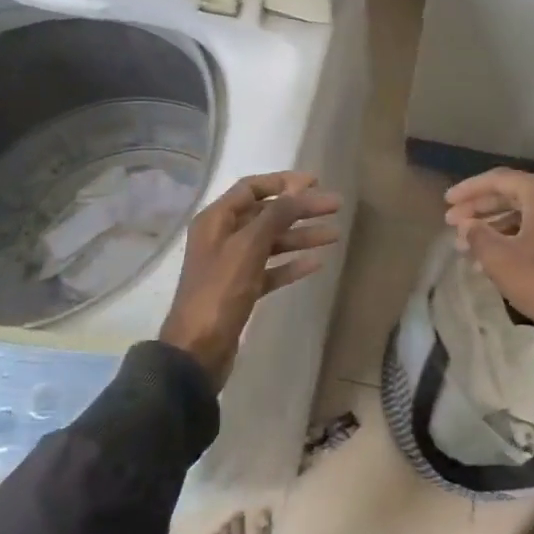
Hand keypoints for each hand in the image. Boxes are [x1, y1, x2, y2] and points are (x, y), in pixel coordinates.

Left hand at [161, 172, 341, 388]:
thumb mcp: (248, 247)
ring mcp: (232, 265)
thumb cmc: (220, 291)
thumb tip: (299, 190)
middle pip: (267, 214)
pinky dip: (291, 264)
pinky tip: (316, 264)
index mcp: (216, 220)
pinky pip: (271, 269)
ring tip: (334, 235)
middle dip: (301, 209)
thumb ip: (275, 215)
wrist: (197, 351)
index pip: (252, 188)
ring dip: (301, 236)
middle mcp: (223, 237)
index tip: (315, 183)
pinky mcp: (242, 290)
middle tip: (335, 207)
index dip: (284, 182)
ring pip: (272, 242)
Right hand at [443, 169, 533, 429]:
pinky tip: (487, 258)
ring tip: (463, 244)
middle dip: (478, 208)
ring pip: (520, 213)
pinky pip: (532, 228)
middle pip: (509, 194)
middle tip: (450, 221)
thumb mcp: (498, 257)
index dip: (468, 190)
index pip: (498, 180)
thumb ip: (476, 234)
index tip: (446, 201)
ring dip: (491, 226)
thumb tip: (466, 225)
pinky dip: (508, 237)